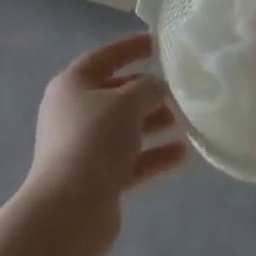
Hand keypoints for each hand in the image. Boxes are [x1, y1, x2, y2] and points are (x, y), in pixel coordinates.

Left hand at [26, 34, 186, 215]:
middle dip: (147, 91)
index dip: (130, 48)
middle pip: (115, 94)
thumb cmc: (94, 140)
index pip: (104, 57)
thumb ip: (147, 88)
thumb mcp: (126, 103)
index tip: (157, 43)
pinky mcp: (96, 179)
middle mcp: (74, 113)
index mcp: (71, 85)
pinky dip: (152, 155)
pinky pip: (129, 159)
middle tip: (178, 87)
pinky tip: (181, 154)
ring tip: (186, 120)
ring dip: (153, 123)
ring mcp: (83, 148)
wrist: (69, 211)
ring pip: (124, 128)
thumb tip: (158, 86)